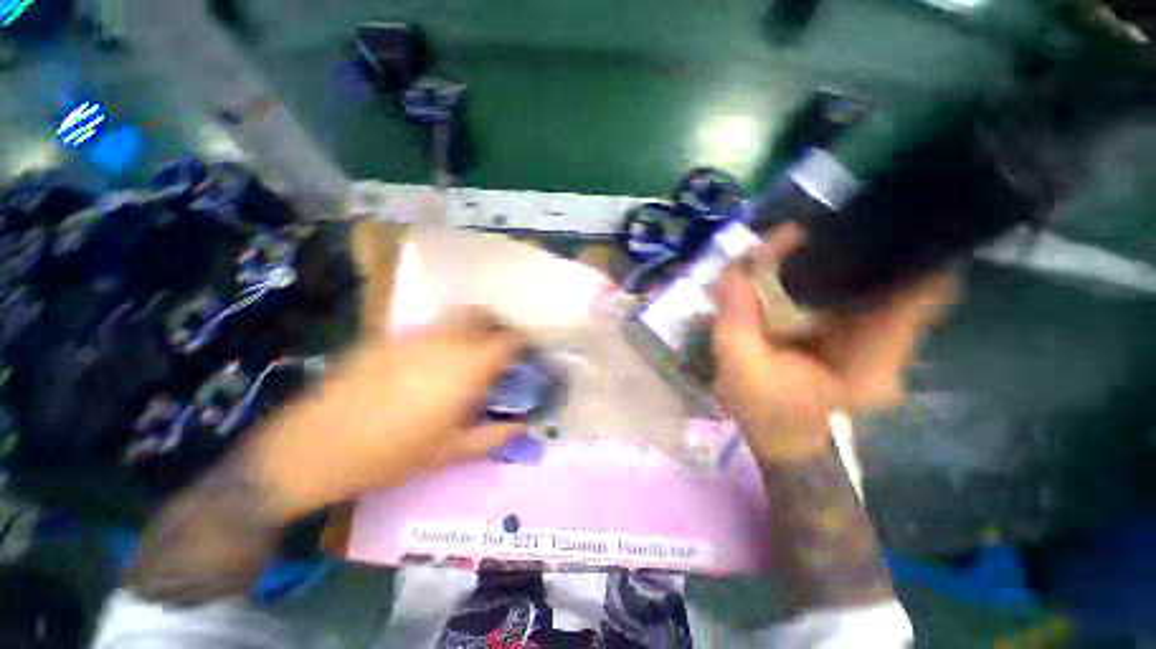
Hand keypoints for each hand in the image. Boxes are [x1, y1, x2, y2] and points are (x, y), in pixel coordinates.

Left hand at [249, 307, 526, 518]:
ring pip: (452, 318)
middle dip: (496, 325)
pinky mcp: (386, 339)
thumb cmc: (391, 455)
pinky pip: (425, 328)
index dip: (522, 340)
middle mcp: (443, 343)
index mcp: (466, 368)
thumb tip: (523, 428)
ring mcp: (412, 337)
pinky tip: (429, 360)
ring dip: (469, 327)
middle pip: (480, 316)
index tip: (527, 348)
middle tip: (499, 345)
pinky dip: (440, 335)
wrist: (314, 448)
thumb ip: (493, 437)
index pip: (506, 340)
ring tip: (468, 351)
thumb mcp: (450, 452)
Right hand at [712, 224, 955, 463]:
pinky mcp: (861, 336)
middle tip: (805, 233)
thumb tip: (734, 271)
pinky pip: (859, 292)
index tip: (870, 222)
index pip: (921, 296)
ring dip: (844, 258)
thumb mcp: (739, 367)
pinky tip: (800, 265)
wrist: (779, 438)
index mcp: (871, 364)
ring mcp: (879, 342)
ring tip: (797, 244)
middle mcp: (890, 348)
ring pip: (879, 281)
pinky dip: (834, 273)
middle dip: (860, 249)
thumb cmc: (763, 412)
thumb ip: (736, 319)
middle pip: (899, 280)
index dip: (907, 254)